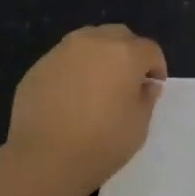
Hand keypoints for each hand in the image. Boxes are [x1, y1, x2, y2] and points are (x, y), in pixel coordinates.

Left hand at [7, 25, 166, 194]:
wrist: (44, 159)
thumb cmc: (101, 143)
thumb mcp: (139, 125)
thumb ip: (147, 97)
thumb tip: (145, 84)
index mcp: (125, 54)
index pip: (150, 50)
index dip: (156, 68)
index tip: (152, 88)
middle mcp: (94, 42)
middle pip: (119, 36)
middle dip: (128, 53)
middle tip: (126, 81)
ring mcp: (62, 51)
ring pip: (89, 41)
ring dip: (99, 56)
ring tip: (96, 85)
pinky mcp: (38, 66)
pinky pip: (64, 60)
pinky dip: (73, 70)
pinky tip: (69, 97)